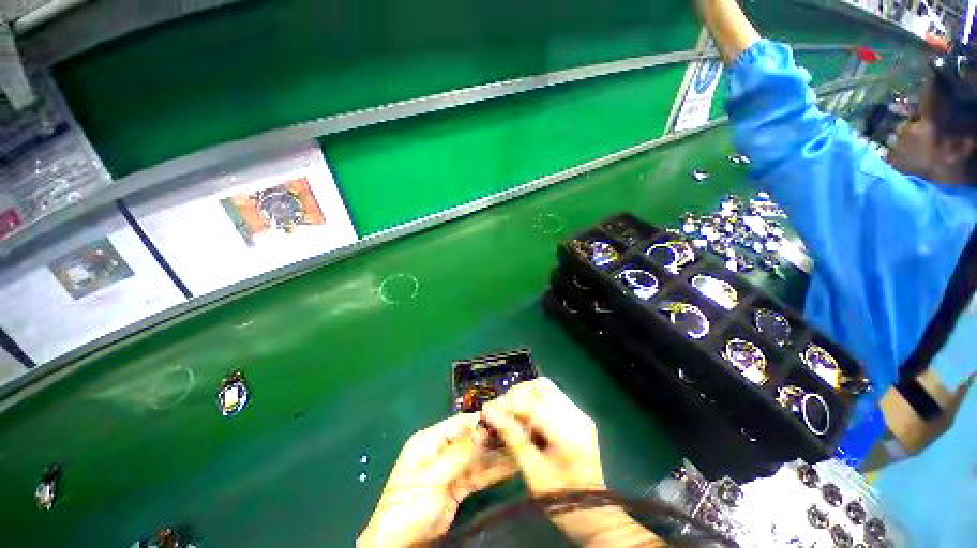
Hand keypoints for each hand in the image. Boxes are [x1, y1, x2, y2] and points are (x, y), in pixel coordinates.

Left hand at [357, 414, 516, 546]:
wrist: (401, 542)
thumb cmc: (411, 504)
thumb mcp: (433, 476)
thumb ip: (459, 452)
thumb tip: (483, 428)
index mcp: (430, 439)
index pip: (460, 422)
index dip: (482, 420)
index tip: (505, 416)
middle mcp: (442, 449)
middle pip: (471, 438)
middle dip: (493, 436)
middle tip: (519, 431)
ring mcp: (451, 467)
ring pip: (478, 456)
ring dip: (497, 453)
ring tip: (521, 445)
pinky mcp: (459, 486)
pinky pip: (479, 474)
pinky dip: (494, 471)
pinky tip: (512, 465)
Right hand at [482, 378, 662, 546]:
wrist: (594, 515)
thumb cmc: (561, 499)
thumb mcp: (532, 472)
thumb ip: (512, 438)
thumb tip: (490, 413)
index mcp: (567, 433)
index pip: (531, 405)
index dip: (507, 406)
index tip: (488, 411)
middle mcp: (577, 416)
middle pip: (542, 386)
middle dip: (518, 394)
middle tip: (502, 410)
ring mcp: (580, 414)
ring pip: (548, 388)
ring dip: (526, 395)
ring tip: (513, 412)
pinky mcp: (580, 417)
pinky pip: (553, 397)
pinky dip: (536, 401)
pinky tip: (528, 417)